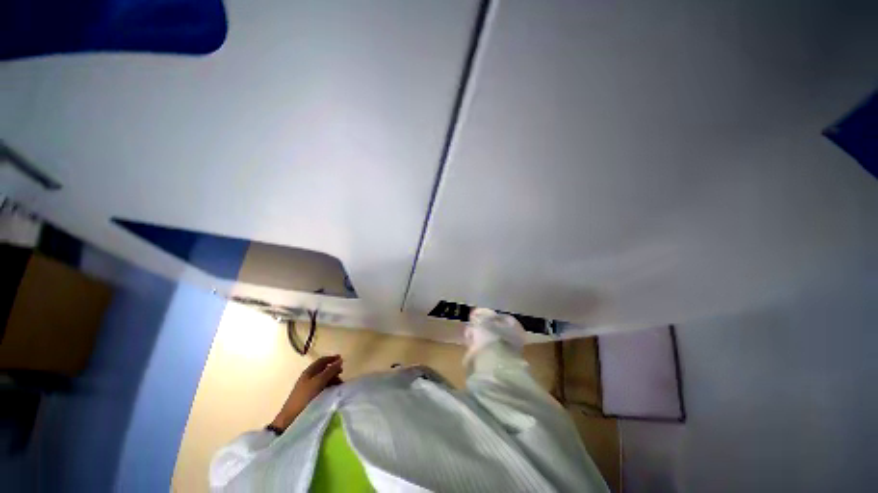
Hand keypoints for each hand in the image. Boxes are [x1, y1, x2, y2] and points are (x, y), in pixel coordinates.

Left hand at [270, 355, 343, 430]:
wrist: (291, 418)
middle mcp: (308, 377)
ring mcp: (308, 387)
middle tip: (341, 374)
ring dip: (332, 379)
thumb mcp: (319, 381)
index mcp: (309, 371)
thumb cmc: (305, 396)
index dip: (332, 358)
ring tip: (339, 385)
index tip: (342, 359)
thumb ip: (330, 371)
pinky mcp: (309, 397)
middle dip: (333, 370)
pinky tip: (332, 392)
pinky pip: (322, 388)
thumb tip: (340, 360)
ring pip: (323, 379)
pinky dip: (329, 387)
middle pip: (323, 370)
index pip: (322, 361)